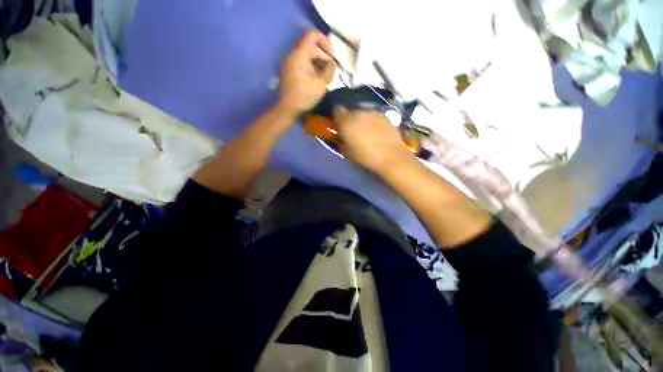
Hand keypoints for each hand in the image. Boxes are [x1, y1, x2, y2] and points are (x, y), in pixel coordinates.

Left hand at [277, 30, 335, 116]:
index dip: (324, 41)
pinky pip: (302, 62)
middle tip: (330, 70)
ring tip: (325, 76)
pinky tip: (317, 78)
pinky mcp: (289, 70)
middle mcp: (293, 54)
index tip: (331, 54)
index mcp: (300, 54)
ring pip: (307, 55)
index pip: (312, 35)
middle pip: (310, 46)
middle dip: (323, 55)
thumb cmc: (304, 96)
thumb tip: (332, 63)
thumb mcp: (321, 84)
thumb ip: (329, 70)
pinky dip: (311, 67)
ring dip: (318, 62)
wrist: (287, 108)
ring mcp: (290, 62)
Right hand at [333, 108, 414, 174]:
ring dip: (362, 121)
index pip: (336, 110)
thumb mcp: (347, 152)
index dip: (338, 118)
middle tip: (354, 132)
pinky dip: (373, 122)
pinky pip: (373, 116)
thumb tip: (342, 135)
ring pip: (362, 114)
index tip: (340, 126)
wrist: (390, 156)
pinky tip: (378, 133)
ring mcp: (372, 112)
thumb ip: (341, 140)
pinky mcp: (384, 115)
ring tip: (368, 133)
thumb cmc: (365, 157)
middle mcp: (358, 112)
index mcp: (346, 121)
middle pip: (350, 112)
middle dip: (350, 120)